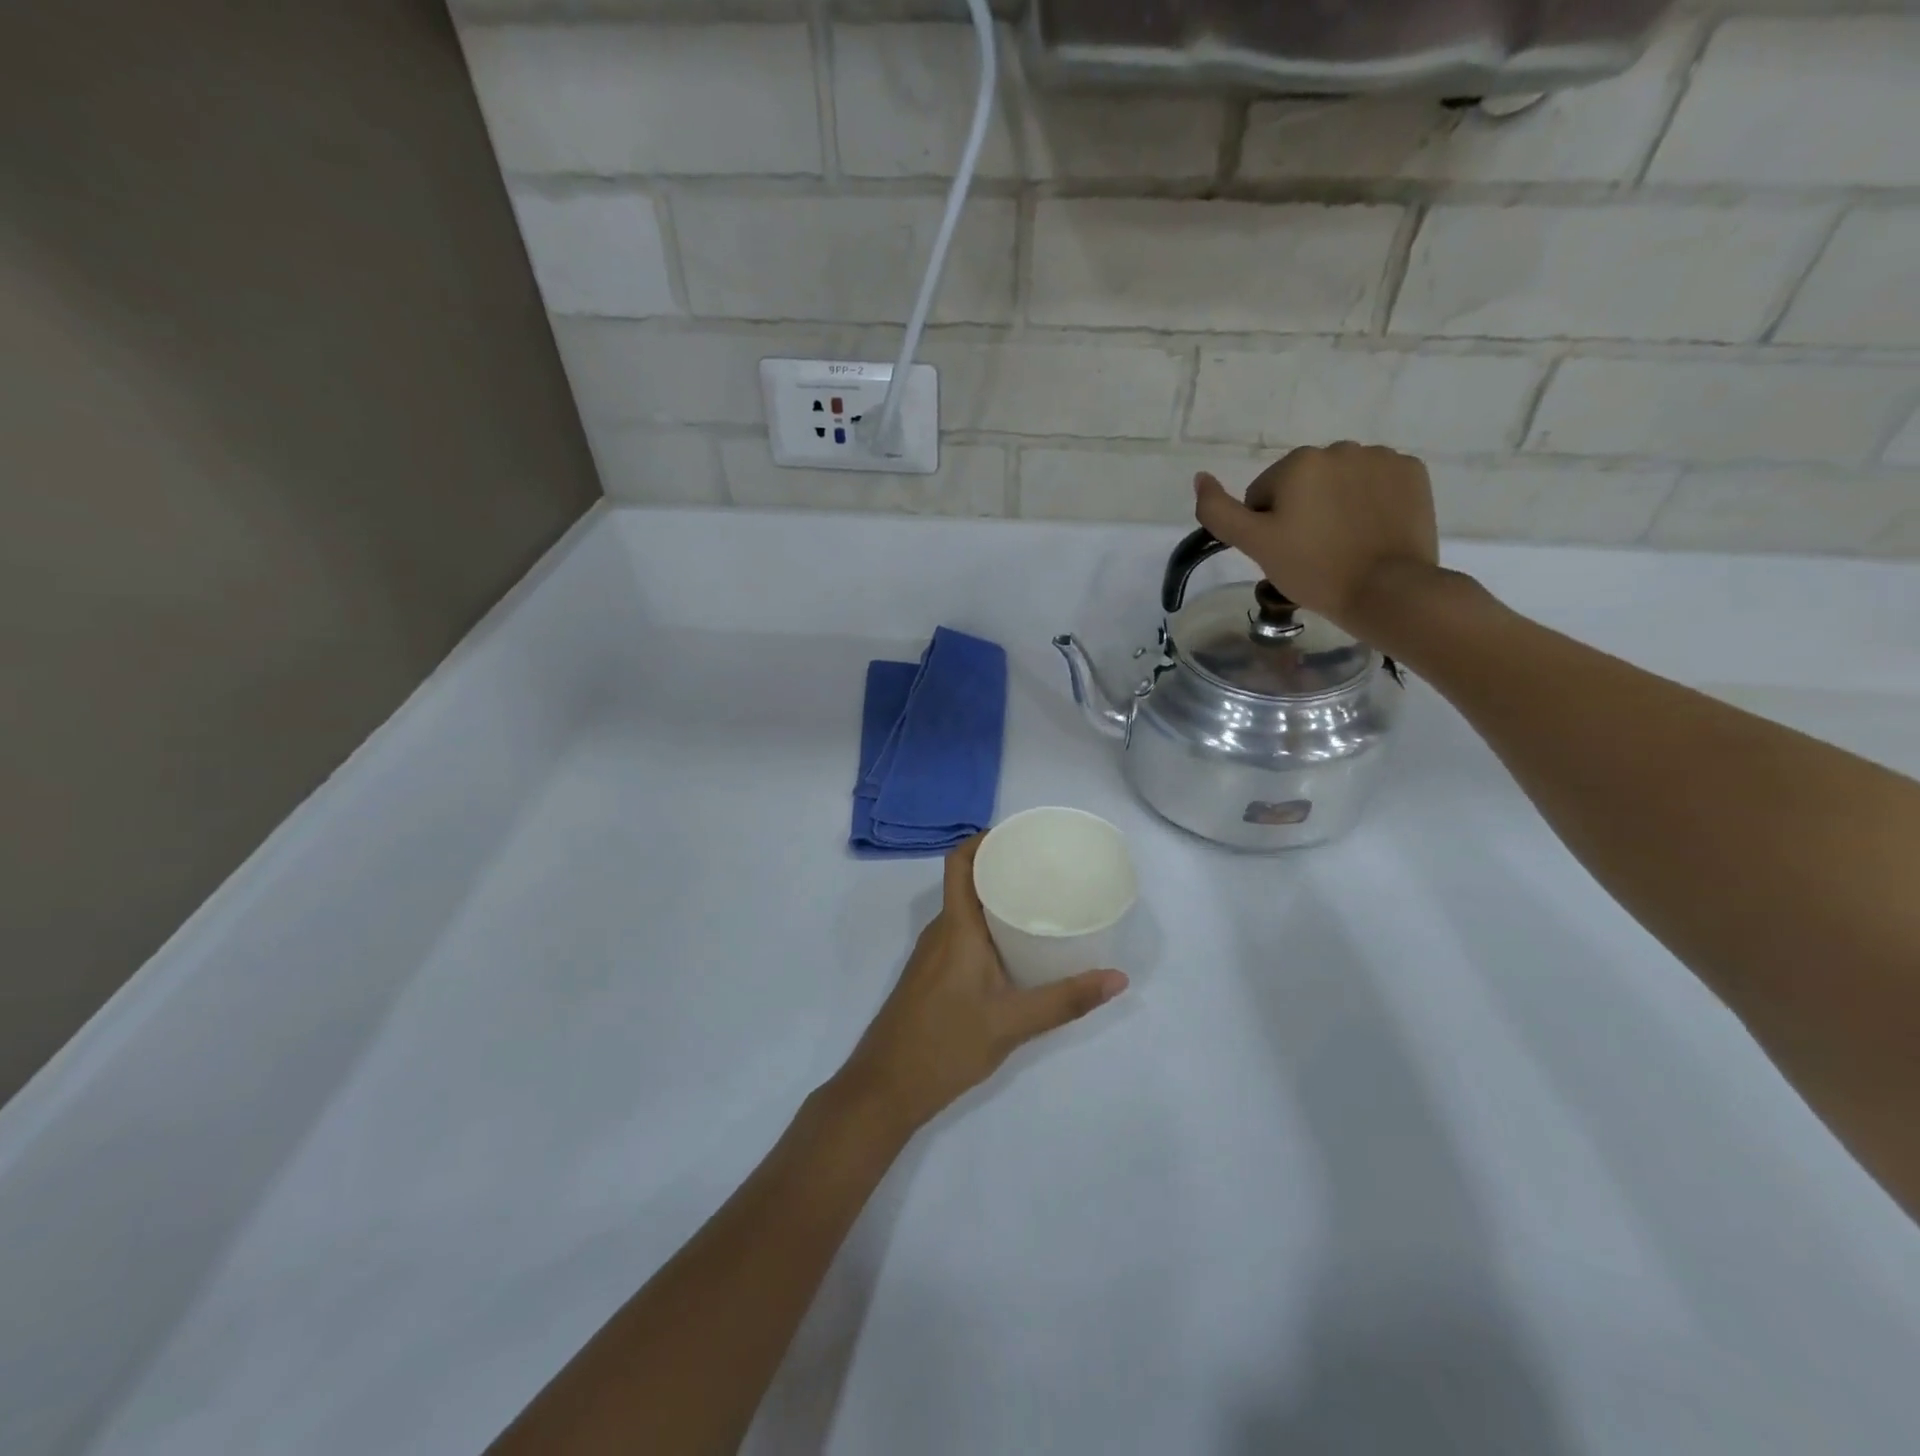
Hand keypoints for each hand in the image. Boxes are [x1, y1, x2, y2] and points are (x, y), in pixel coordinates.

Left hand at [832, 836, 1128, 1137]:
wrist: (885, 1088)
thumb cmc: (945, 1044)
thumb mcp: (1012, 1023)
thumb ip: (1065, 1000)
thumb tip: (1118, 978)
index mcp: (955, 927)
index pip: (960, 863)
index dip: (984, 840)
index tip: (1020, 835)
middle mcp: (941, 932)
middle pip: (967, 882)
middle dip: (1002, 867)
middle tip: (1046, 868)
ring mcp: (932, 955)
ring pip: (965, 911)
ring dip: (995, 899)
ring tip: (1040, 901)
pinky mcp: (932, 976)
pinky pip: (961, 934)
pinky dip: (987, 927)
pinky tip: (1016, 947)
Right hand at [1193, 444, 1440, 637]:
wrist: (1386, 590)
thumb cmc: (1313, 569)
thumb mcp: (1255, 545)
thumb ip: (1219, 511)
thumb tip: (1200, 477)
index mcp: (1298, 462)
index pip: (1263, 495)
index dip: (1267, 528)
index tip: (1285, 553)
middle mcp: (1340, 448)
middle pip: (1302, 484)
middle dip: (1302, 511)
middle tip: (1312, 552)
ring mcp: (1381, 458)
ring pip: (1339, 482)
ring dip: (1335, 505)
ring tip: (1344, 544)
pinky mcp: (1412, 473)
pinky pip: (1376, 483)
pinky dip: (1370, 502)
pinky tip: (1371, 531)